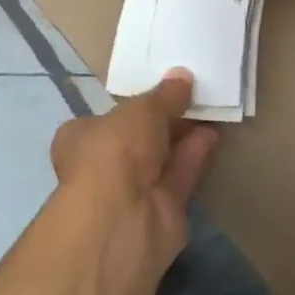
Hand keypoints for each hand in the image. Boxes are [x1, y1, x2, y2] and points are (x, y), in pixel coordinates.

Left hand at [51, 71, 218, 283]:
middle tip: (191, 94)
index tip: (157, 91)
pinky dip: (195, 155)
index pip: (104, 118)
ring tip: (208, 107)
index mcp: (81, 138)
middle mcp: (103, 166)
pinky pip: (180, 175)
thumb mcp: (142, 109)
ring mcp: (132, 192)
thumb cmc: (116, 149)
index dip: (131, 105)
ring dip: (183, 135)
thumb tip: (182, 76)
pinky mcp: (161, 211)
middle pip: (138, 138)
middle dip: (163, 120)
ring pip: (161, 158)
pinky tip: (213, 133)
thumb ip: (165, 95)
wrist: (125, 218)